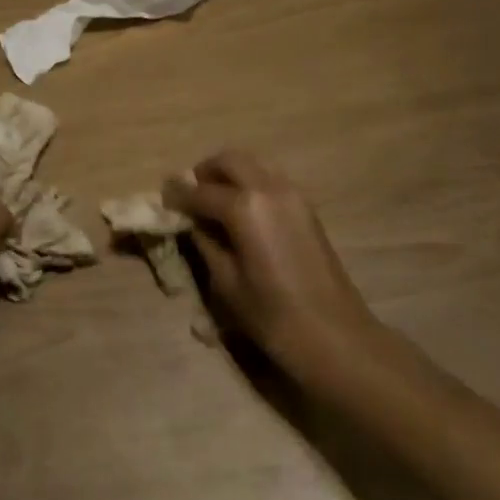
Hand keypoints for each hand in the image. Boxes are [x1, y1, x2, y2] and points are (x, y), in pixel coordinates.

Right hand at [163, 150, 382, 384]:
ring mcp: (292, 195)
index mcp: (244, 207)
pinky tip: (242, 214)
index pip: (199, 191)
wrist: (337, 337)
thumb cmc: (274, 316)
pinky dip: (250, 185)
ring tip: (215, 203)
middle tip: (190, 195)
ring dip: (229, 175)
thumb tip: (191, 222)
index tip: (162, 198)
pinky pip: (270, 180)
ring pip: (252, 166)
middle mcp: (268, 188)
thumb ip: (205, 243)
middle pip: (229, 161)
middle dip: (205, 173)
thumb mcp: (226, 283)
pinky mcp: (306, 207)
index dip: (176, 195)